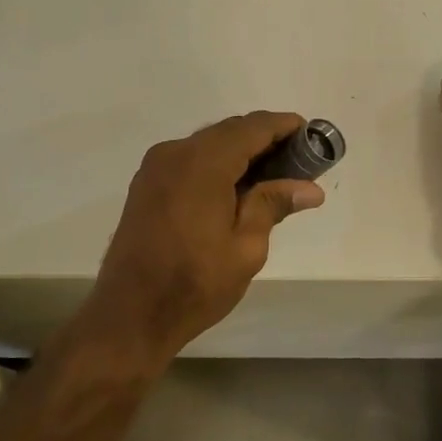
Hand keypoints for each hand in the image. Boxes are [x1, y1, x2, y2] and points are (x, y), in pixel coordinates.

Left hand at [83, 112, 325, 365]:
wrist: (130, 314)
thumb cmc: (195, 284)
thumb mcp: (246, 248)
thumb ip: (273, 205)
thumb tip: (310, 188)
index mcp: (202, 164)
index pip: (252, 128)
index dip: (283, 126)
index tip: (311, 134)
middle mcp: (174, 153)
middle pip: (228, 131)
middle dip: (264, 140)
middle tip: (298, 163)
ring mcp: (155, 168)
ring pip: (207, 145)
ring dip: (239, 152)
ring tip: (272, 177)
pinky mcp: (146, 185)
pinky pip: (189, 161)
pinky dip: (216, 164)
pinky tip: (235, 189)